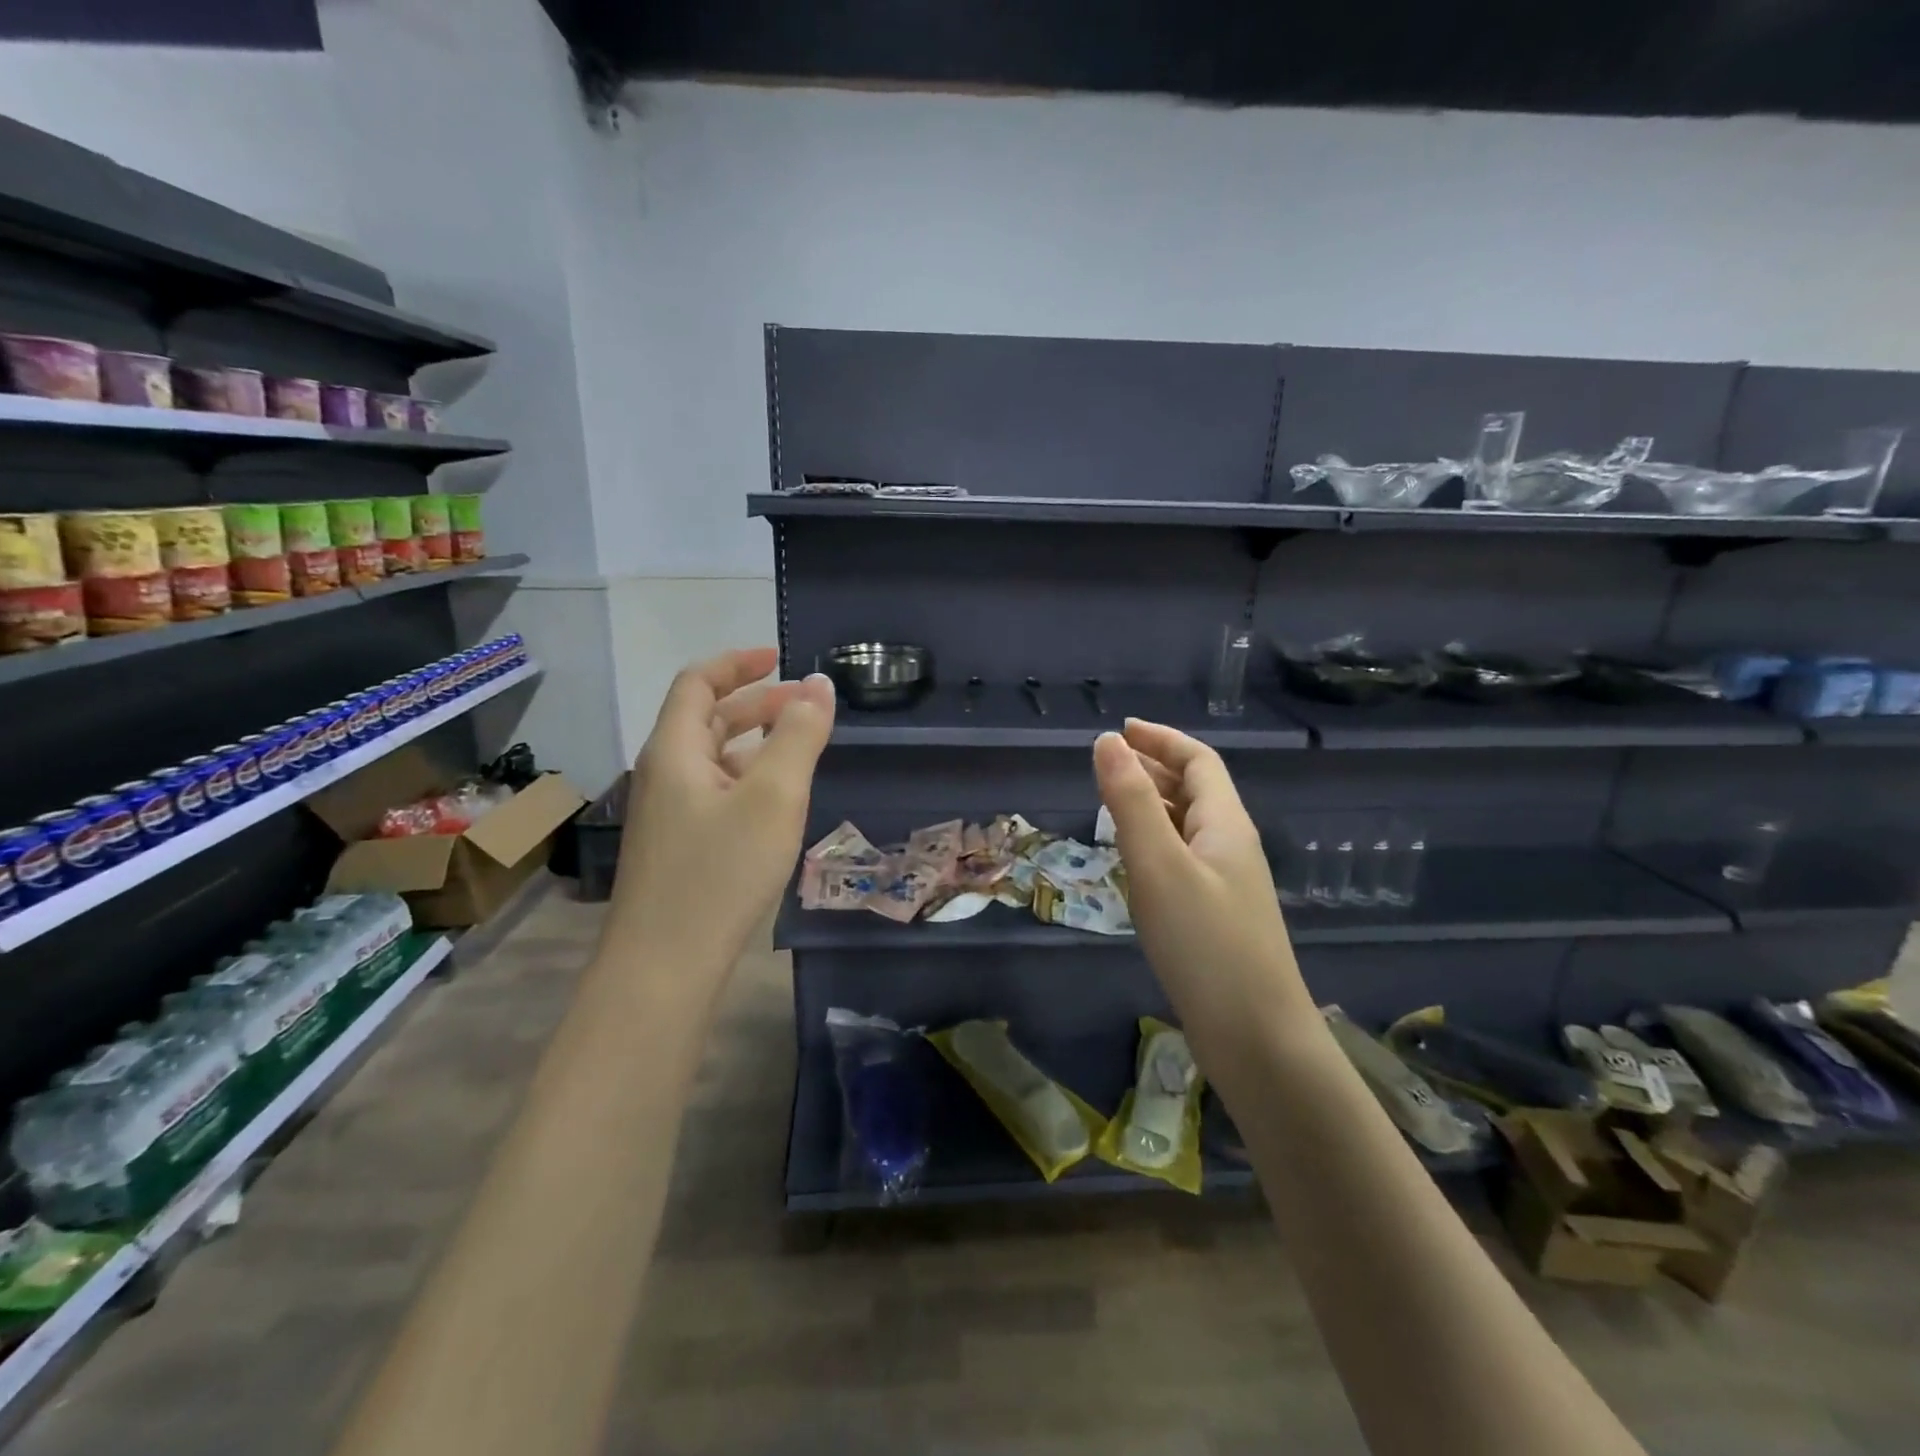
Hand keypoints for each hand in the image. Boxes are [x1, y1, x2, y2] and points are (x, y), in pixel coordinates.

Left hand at [606, 647, 835, 978]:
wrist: (664, 967)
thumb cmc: (721, 872)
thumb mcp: (774, 796)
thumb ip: (799, 736)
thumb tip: (819, 686)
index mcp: (675, 750)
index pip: (698, 682)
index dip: (738, 663)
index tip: (780, 658)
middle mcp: (664, 773)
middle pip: (707, 719)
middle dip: (757, 703)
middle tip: (807, 707)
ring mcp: (668, 814)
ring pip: (714, 759)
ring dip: (756, 741)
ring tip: (801, 747)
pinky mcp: (679, 847)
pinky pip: (716, 792)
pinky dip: (749, 777)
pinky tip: (777, 801)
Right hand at [1092, 720, 1308, 1024]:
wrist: (1257, 1038)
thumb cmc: (1206, 944)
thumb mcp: (1159, 866)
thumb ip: (1131, 802)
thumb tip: (1107, 741)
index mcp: (1226, 825)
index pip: (1198, 762)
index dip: (1161, 739)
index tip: (1120, 730)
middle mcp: (1231, 846)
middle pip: (1196, 790)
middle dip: (1154, 767)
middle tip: (1108, 762)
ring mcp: (1227, 884)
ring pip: (1188, 826)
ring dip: (1153, 804)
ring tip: (1112, 802)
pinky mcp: (1216, 917)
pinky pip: (1183, 859)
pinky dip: (1155, 842)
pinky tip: (1133, 859)